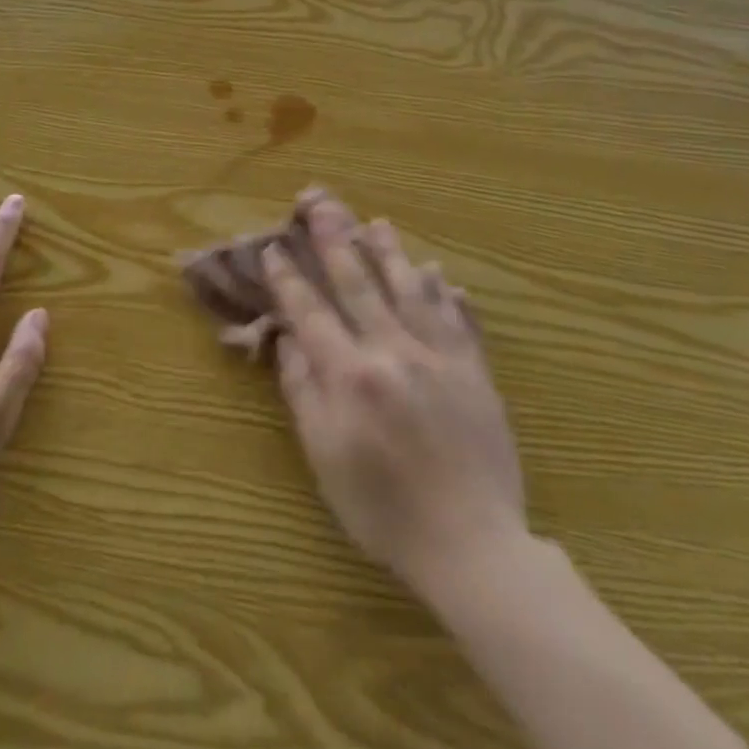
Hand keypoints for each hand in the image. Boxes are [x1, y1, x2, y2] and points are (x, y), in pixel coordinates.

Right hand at [263, 195, 525, 591]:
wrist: (472, 547)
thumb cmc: (383, 508)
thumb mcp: (325, 457)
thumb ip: (303, 391)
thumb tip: (288, 339)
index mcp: (350, 374)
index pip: (310, 311)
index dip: (288, 278)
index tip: (274, 248)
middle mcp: (392, 351)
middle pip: (358, 282)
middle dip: (334, 239)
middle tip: (320, 201)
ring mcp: (439, 357)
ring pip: (410, 289)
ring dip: (390, 253)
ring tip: (376, 222)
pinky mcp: (474, 372)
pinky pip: (460, 321)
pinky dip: (448, 294)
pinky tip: (442, 274)